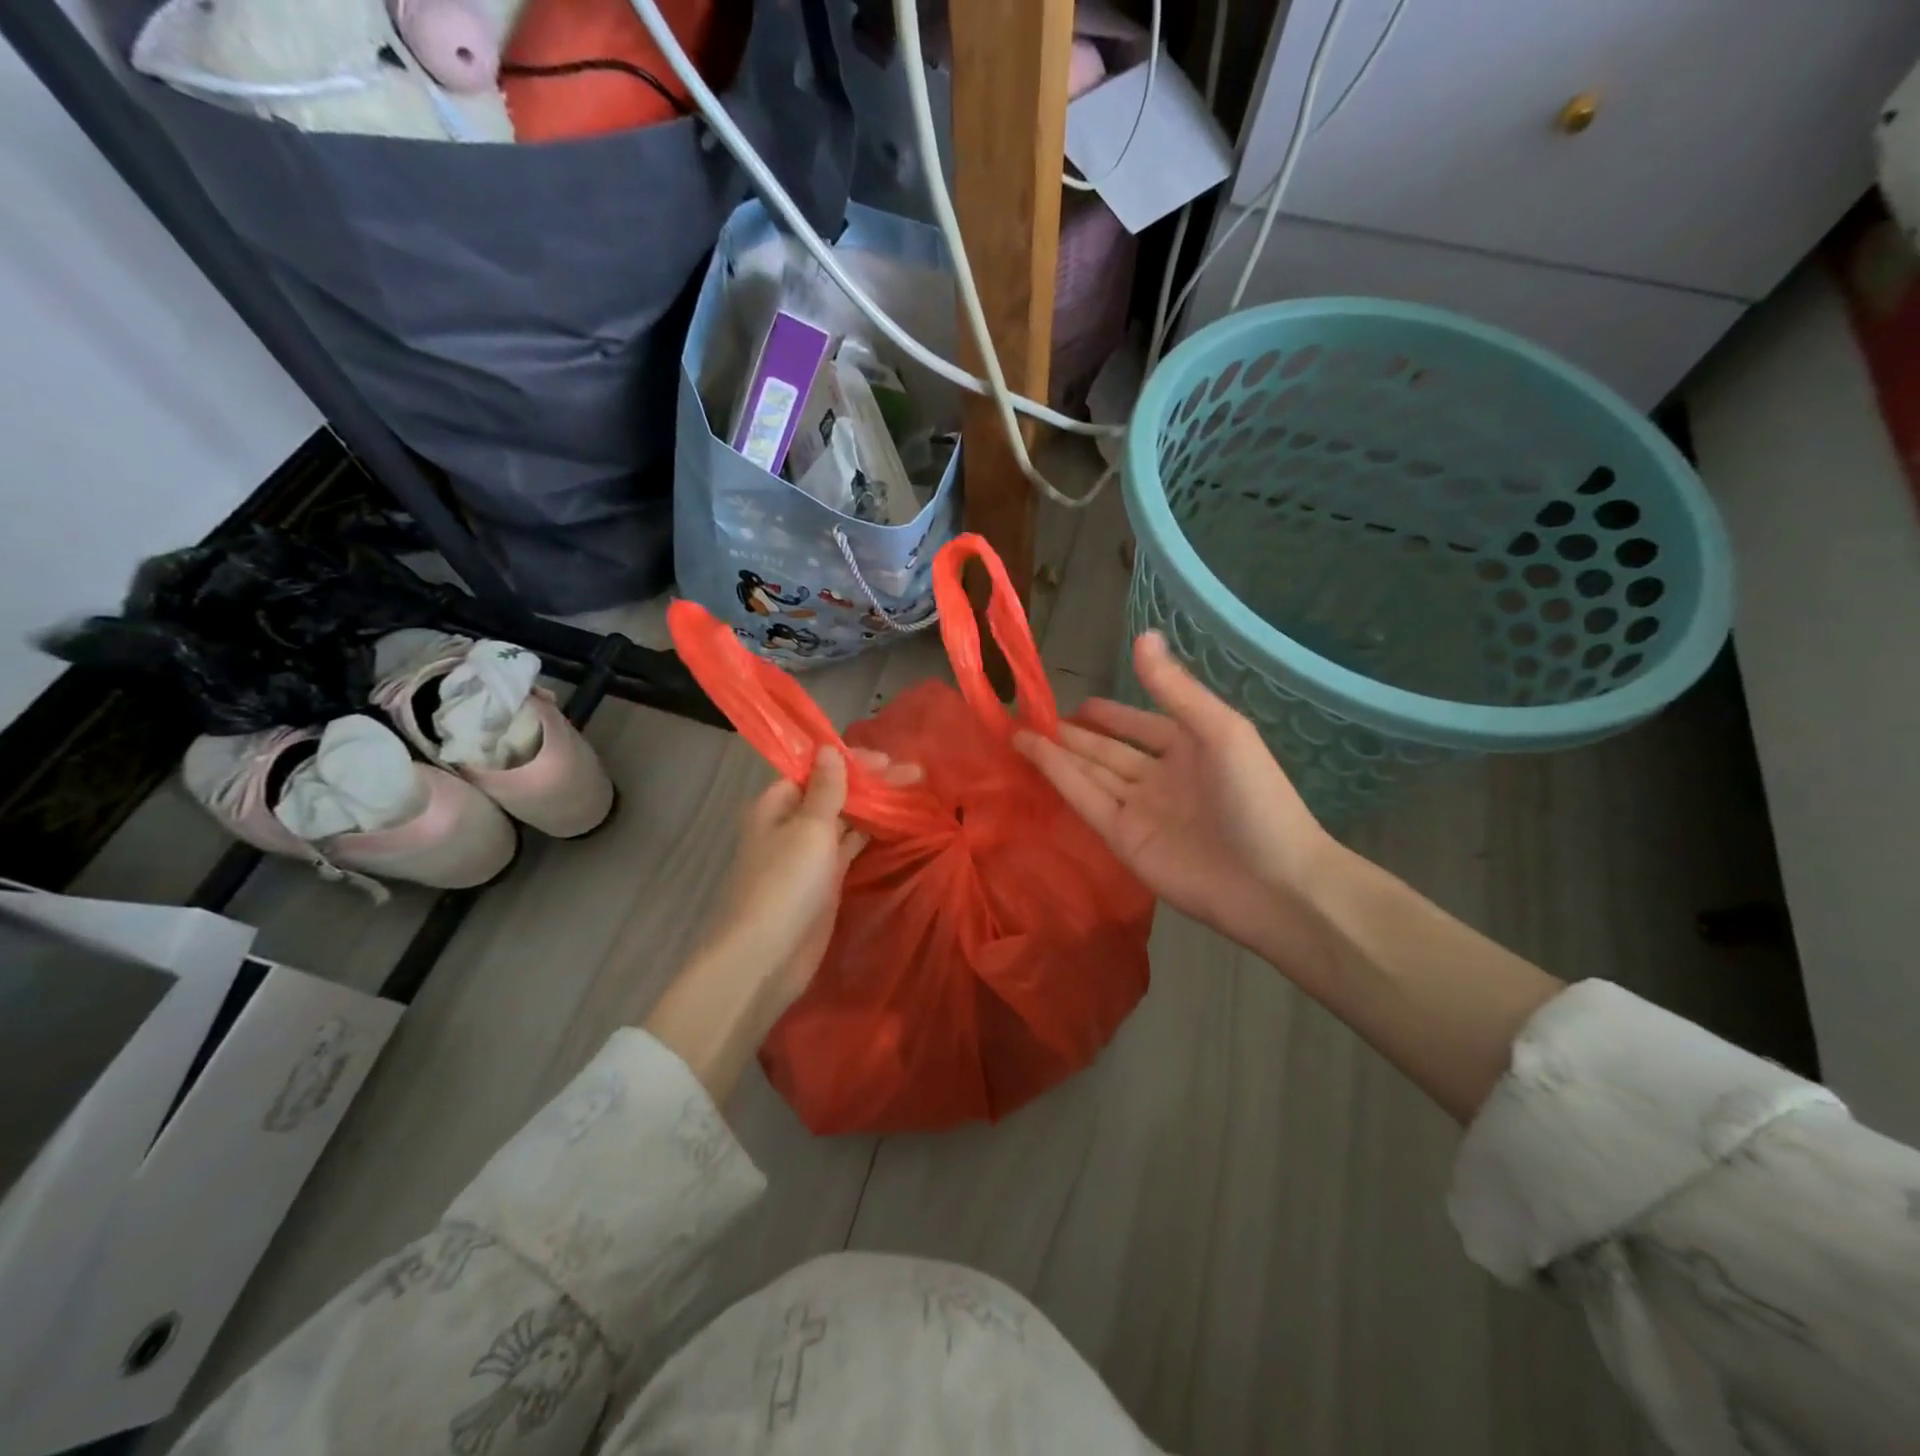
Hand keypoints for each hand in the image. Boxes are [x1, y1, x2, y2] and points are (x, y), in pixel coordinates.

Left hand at [648, 746, 917, 1104]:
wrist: (766, 958)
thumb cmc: (784, 883)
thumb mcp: (808, 828)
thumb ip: (826, 790)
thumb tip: (828, 749)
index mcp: (776, 805)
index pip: (815, 770)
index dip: (850, 761)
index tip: (887, 760)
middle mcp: (790, 824)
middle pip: (833, 793)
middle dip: (870, 782)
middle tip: (914, 774)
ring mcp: (808, 855)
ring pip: (845, 820)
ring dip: (874, 806)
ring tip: (913, 792)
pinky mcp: (825, 881)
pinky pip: (850, 848)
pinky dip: (871, 834)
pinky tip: (896, 823)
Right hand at [1015, 632, 1332, 954]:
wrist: (1272, 883)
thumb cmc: (1255, 797)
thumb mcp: (1220, 730)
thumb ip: (1174, 688)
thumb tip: (1143, 635)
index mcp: (1189, 746)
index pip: (1138, 725)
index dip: (1107, 713)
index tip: (1073, 702)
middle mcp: (1159, 776)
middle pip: (1107, 750)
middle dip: (1073, 734)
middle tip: (1030, 716)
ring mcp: (1139, 809)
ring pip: (1090, 773)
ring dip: (1056, 754)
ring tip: (1018, 733)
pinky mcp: (1122, 839)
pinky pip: (1086, 800)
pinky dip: (1060, 778)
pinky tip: (1033, 756)